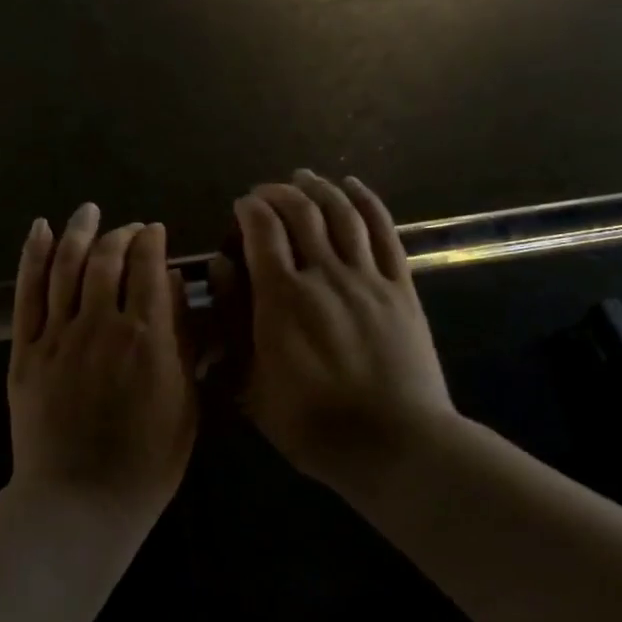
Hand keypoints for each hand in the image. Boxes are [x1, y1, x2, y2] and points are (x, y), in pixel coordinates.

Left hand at [7, 204, 196, 526]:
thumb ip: (182, 341)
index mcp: (147, 338)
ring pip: (66, 265)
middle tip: (130, 229)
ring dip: (78, 231)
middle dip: (121, 234)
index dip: (152, 242)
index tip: (155, 233)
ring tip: (88, 211)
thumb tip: (172, 287)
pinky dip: (33, 256)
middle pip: (108, 258)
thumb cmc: (147, 462)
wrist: (80, 503)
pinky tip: (40, 230)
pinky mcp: (25, 350)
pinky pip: (28, 293)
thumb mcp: (186, 403)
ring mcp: (57, 335)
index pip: (148, 267)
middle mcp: (101, 324)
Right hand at [227, 171, 453, 487]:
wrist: (396, 444)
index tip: (240, 205)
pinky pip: (384, 231)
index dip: (249, 209)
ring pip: (342, 213)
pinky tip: (353, 187)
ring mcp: (367, 277)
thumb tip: (220, 266)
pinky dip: (366, 202)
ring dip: (320, 188)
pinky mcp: (400, 286)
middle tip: (266, 192)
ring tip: (304, 177)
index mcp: (283, 298)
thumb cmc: (312, 423)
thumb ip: (231, 320)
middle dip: (278, 193)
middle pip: (301, 212)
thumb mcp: (251, 382)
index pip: (262, 230)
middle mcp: (324, 274)